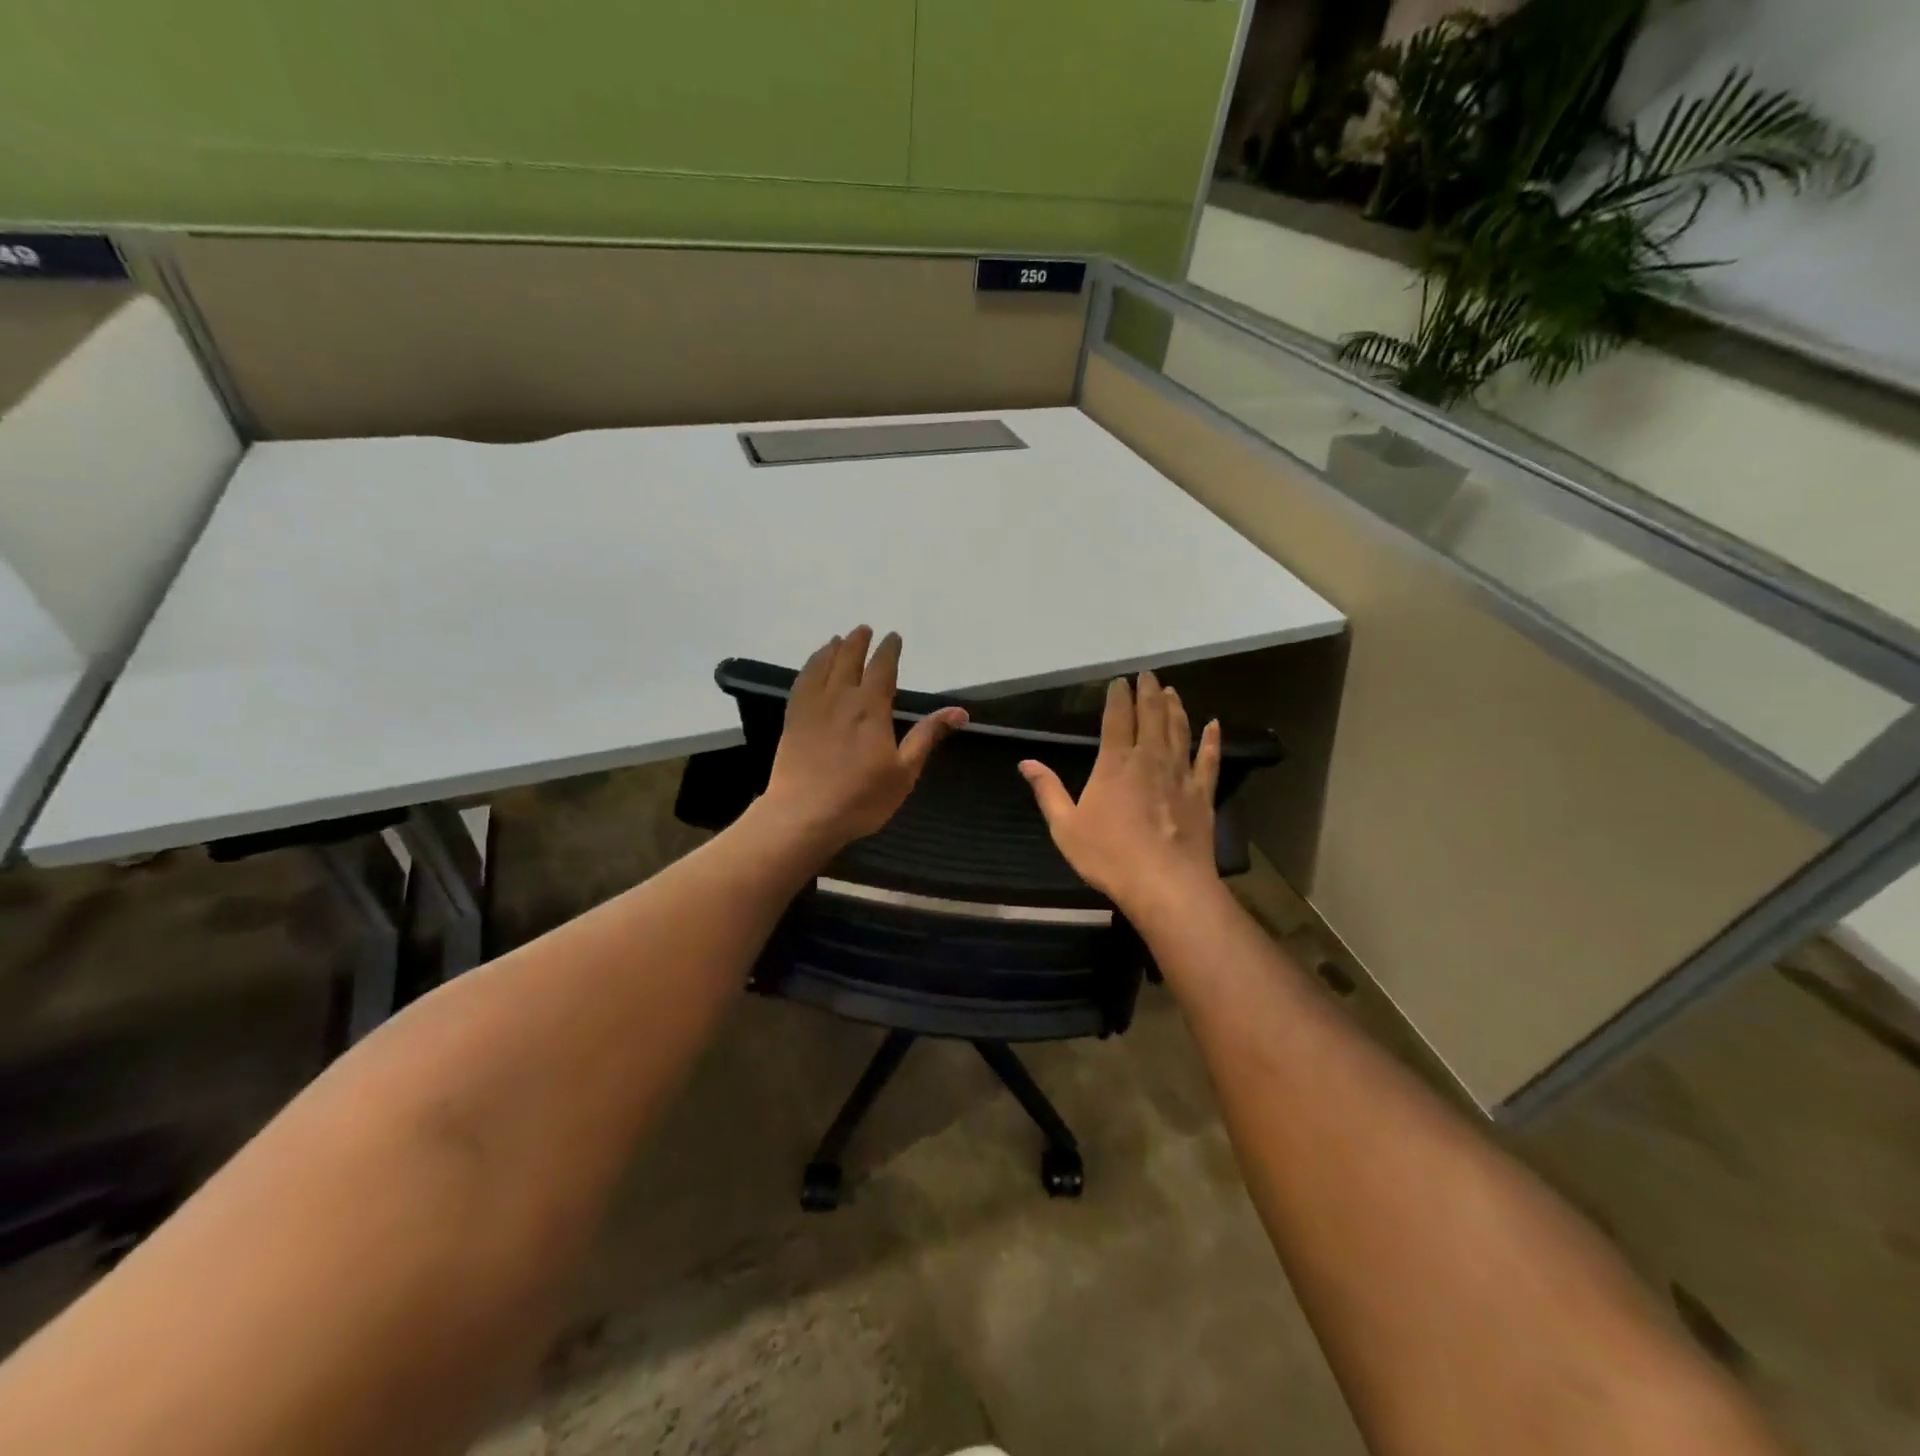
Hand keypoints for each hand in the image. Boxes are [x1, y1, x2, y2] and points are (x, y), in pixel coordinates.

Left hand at [761, 626, 966, 852]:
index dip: (888, 650)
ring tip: (837, 640)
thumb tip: (959, 711)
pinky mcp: (792, 720)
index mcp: (871, 708)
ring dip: (832, 649)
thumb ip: (927, 736)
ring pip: (822, 666)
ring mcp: (812, 707)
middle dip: (858, 642)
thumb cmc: (861, 798)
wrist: (803, 816)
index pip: (882, 668)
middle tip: (864, 629)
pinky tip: (812, 669)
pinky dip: (809, 667)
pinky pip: (801, 683)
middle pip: (848, 659)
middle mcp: (840, 698)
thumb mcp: (904, 771)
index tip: (893, 637)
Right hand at [1019, 671, 1220, 914]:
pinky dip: (1211, 740)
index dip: (1118, 697)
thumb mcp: (1065, 826)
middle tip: (1149, 674)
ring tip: (1171, 691)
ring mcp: (1179, 774)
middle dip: (1149, 693)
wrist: (1164, 883)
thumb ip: (1047, 790)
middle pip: (1151, 716)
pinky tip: (1214, 725)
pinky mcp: (1202, 794)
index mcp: (1114, 763)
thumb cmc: (1108, 855)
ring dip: (1175, 708)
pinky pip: (1209, 759)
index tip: (1120, 680)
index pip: (1117, 719)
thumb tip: (1025, 762)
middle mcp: (1149, 759)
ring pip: (1179, 730)